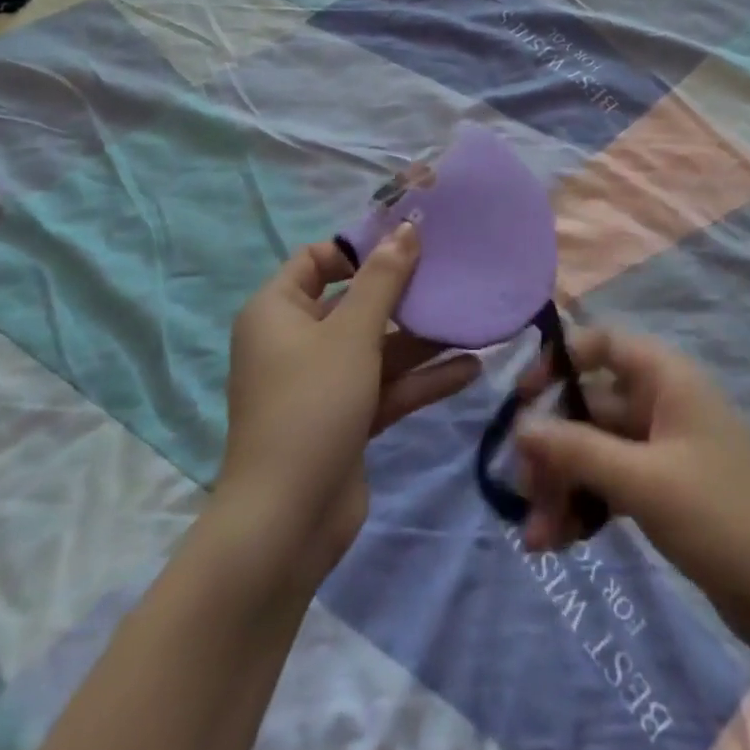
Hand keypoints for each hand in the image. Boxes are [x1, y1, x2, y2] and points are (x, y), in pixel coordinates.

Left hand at [219, 224, 480, 590]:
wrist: (287, 522)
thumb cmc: (312, 405)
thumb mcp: (352, 333)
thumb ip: (383, 279)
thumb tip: (406, 227)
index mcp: (278, 312)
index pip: (316, 260)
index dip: (359, 249)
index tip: (407, 244)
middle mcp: (296, 342)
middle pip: (355, 303)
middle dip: (404, 295)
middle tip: (451, 277)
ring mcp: (322, 384)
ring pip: (377, 348)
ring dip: (421, 339)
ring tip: (471, 321)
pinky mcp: (346, 419)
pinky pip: (386, 386)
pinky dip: (421, 378)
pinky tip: (469, 368)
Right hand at [513, 327, 749, 653]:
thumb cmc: (721, 517)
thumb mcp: (643, 481)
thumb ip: (578, 451)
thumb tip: (519, 426)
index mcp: (667, 378)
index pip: (602, 343)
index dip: (559, 361)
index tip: (523, 398)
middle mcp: (662, 403)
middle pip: (590, 406)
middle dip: (553, 447)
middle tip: (522, 491)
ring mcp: (663, 449)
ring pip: (596, 451)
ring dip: (564, 486)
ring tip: (536, 538)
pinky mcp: (664, 491)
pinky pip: (612, 483)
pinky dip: (585, 506)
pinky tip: (559, 542)